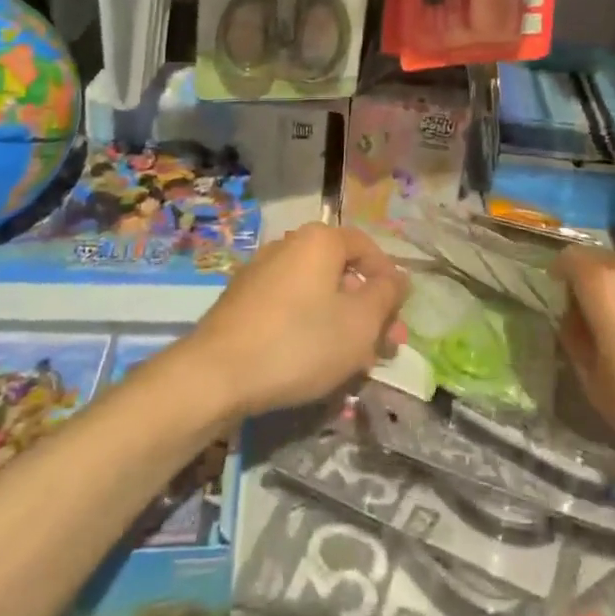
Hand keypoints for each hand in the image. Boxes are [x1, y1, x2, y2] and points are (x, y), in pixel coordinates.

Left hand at [189, 224, 409, 417]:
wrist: (215, 375)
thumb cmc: (299, 343)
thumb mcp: (359, 323)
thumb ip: (386, 296)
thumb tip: (398, 277)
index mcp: (320, 240)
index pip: (367, 247)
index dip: (389, 280)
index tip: (398, 317)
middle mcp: (290, 245)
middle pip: (342, 272)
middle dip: (368, 309)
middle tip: (383, 347)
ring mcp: (262, 271)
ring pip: (317, 292)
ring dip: (342, 322)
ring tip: (353, 362)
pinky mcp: (242, 300)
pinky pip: (290, 306)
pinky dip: (310, 326)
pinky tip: (315, 362)